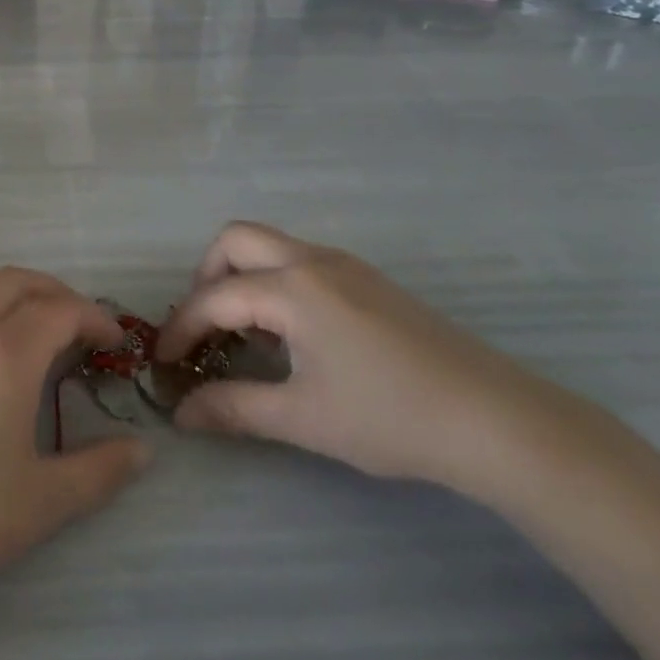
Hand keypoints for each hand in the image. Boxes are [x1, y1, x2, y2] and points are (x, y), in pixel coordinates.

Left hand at [0, 268, 150, 610]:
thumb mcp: (44, 502)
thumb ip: (100, 470)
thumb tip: (142, 450)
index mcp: (7, 353)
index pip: (60, 309)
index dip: (95, 318)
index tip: (115, 344)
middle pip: (20, 281)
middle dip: (59, 294)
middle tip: (82, 330)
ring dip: (16, 287)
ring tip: (36, 320)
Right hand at [155, 222, 550, 491]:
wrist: (496, 420)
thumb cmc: (391, 417)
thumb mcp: (304, 418)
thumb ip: (234, 409)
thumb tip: (181, 414)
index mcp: (292, 288)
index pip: (214, 298)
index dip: (180, 328)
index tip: (162, 362)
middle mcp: (312, 260)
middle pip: (235, 239)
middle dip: (206, 277)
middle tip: (204, 328)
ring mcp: (345, 265)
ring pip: (270, 245)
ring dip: (242, 277)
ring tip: (245, 335)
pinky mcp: (368, 279)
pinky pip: (301, 261)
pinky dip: (275, 283)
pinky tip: (292, 335)